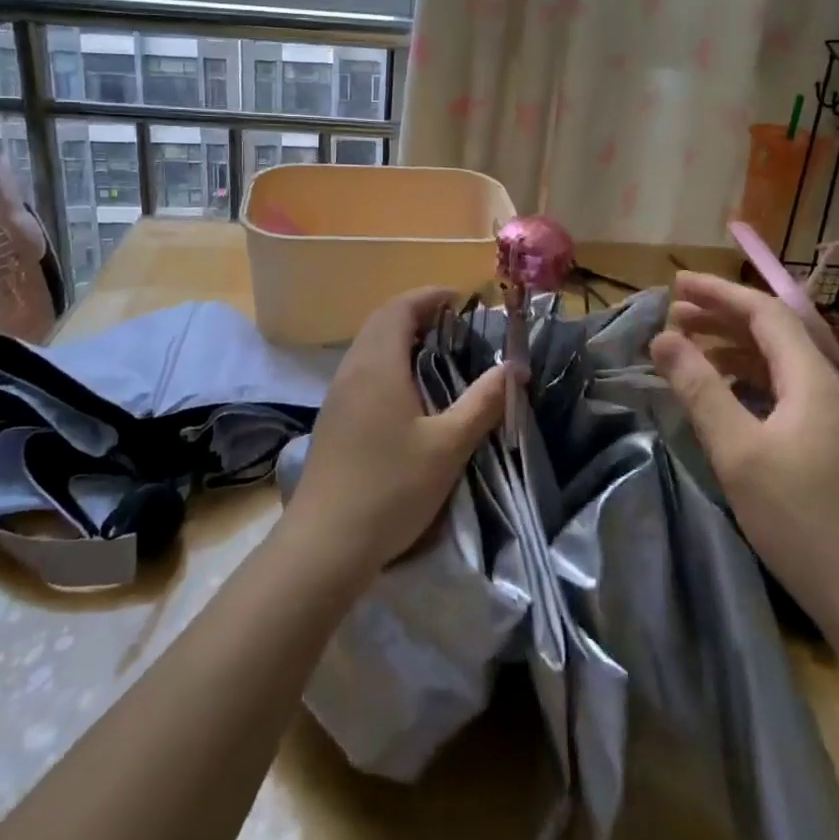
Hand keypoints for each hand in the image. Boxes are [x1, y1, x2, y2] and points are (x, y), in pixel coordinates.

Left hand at [285, 287, 505, 583]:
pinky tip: (408, 392)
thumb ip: (483, 403)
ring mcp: (338, 393)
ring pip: (370, 345)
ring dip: (401, 337)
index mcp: (379, 363)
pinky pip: (363, 369)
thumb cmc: (391, 488)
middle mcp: (353, 368)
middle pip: (383, 321)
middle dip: (418, 313)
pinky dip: (388, 361)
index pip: (401, 307)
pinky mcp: (333, 417)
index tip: (461, 299)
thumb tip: (514, 367)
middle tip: (455, 325)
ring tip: (438, 353)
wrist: (324, 543)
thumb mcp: (448, 446)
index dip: (430, 296)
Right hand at [650, 271, 838, 640]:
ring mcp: (830, 419)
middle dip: (721, 316)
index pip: (764, 312)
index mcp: (811, 378)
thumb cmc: (801, 519)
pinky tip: (723, 394)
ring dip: (732, 347)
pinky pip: (781, 390)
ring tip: (688, 348)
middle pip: (773, 332)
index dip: (718, 292)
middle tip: (672, 314)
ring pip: (777, 363)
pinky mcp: (828, 446)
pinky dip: (746, 379)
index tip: (674, 284)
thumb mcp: (738, 451)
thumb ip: (699, 389)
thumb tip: (662, 337)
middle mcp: (826, 388)